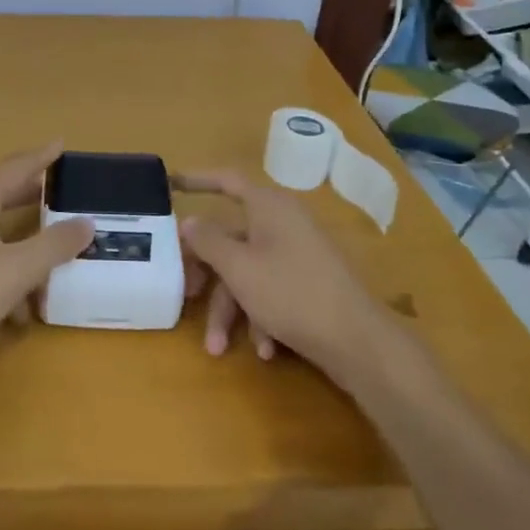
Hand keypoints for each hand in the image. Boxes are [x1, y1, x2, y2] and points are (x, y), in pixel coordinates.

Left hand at [0, 143, 93, 363]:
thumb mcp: (17, 272)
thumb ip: (54, 245)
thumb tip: (86, 222)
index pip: (11, 169)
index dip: (39, 158)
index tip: (60, 144)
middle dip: (27, 202)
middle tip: (55, 199)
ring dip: (11, 256)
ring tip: (37, 284)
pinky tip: (0, 318)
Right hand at [177, 168, 386, 371]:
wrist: (359, 342)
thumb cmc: (292, 293)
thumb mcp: (239, 268)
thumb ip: (208, 241)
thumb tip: (189, 221)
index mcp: (268, 207)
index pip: (227, 180)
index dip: (198, 179)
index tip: (170, 184)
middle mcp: (283, 223)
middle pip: (230, 239)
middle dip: (207, 274)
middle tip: (187, 296)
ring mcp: (298, 254)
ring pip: (247, 272)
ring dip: (231, 310)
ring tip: (218, 347)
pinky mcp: (308, 283)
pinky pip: (271, 290)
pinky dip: (260, 317)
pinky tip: (264, 350)